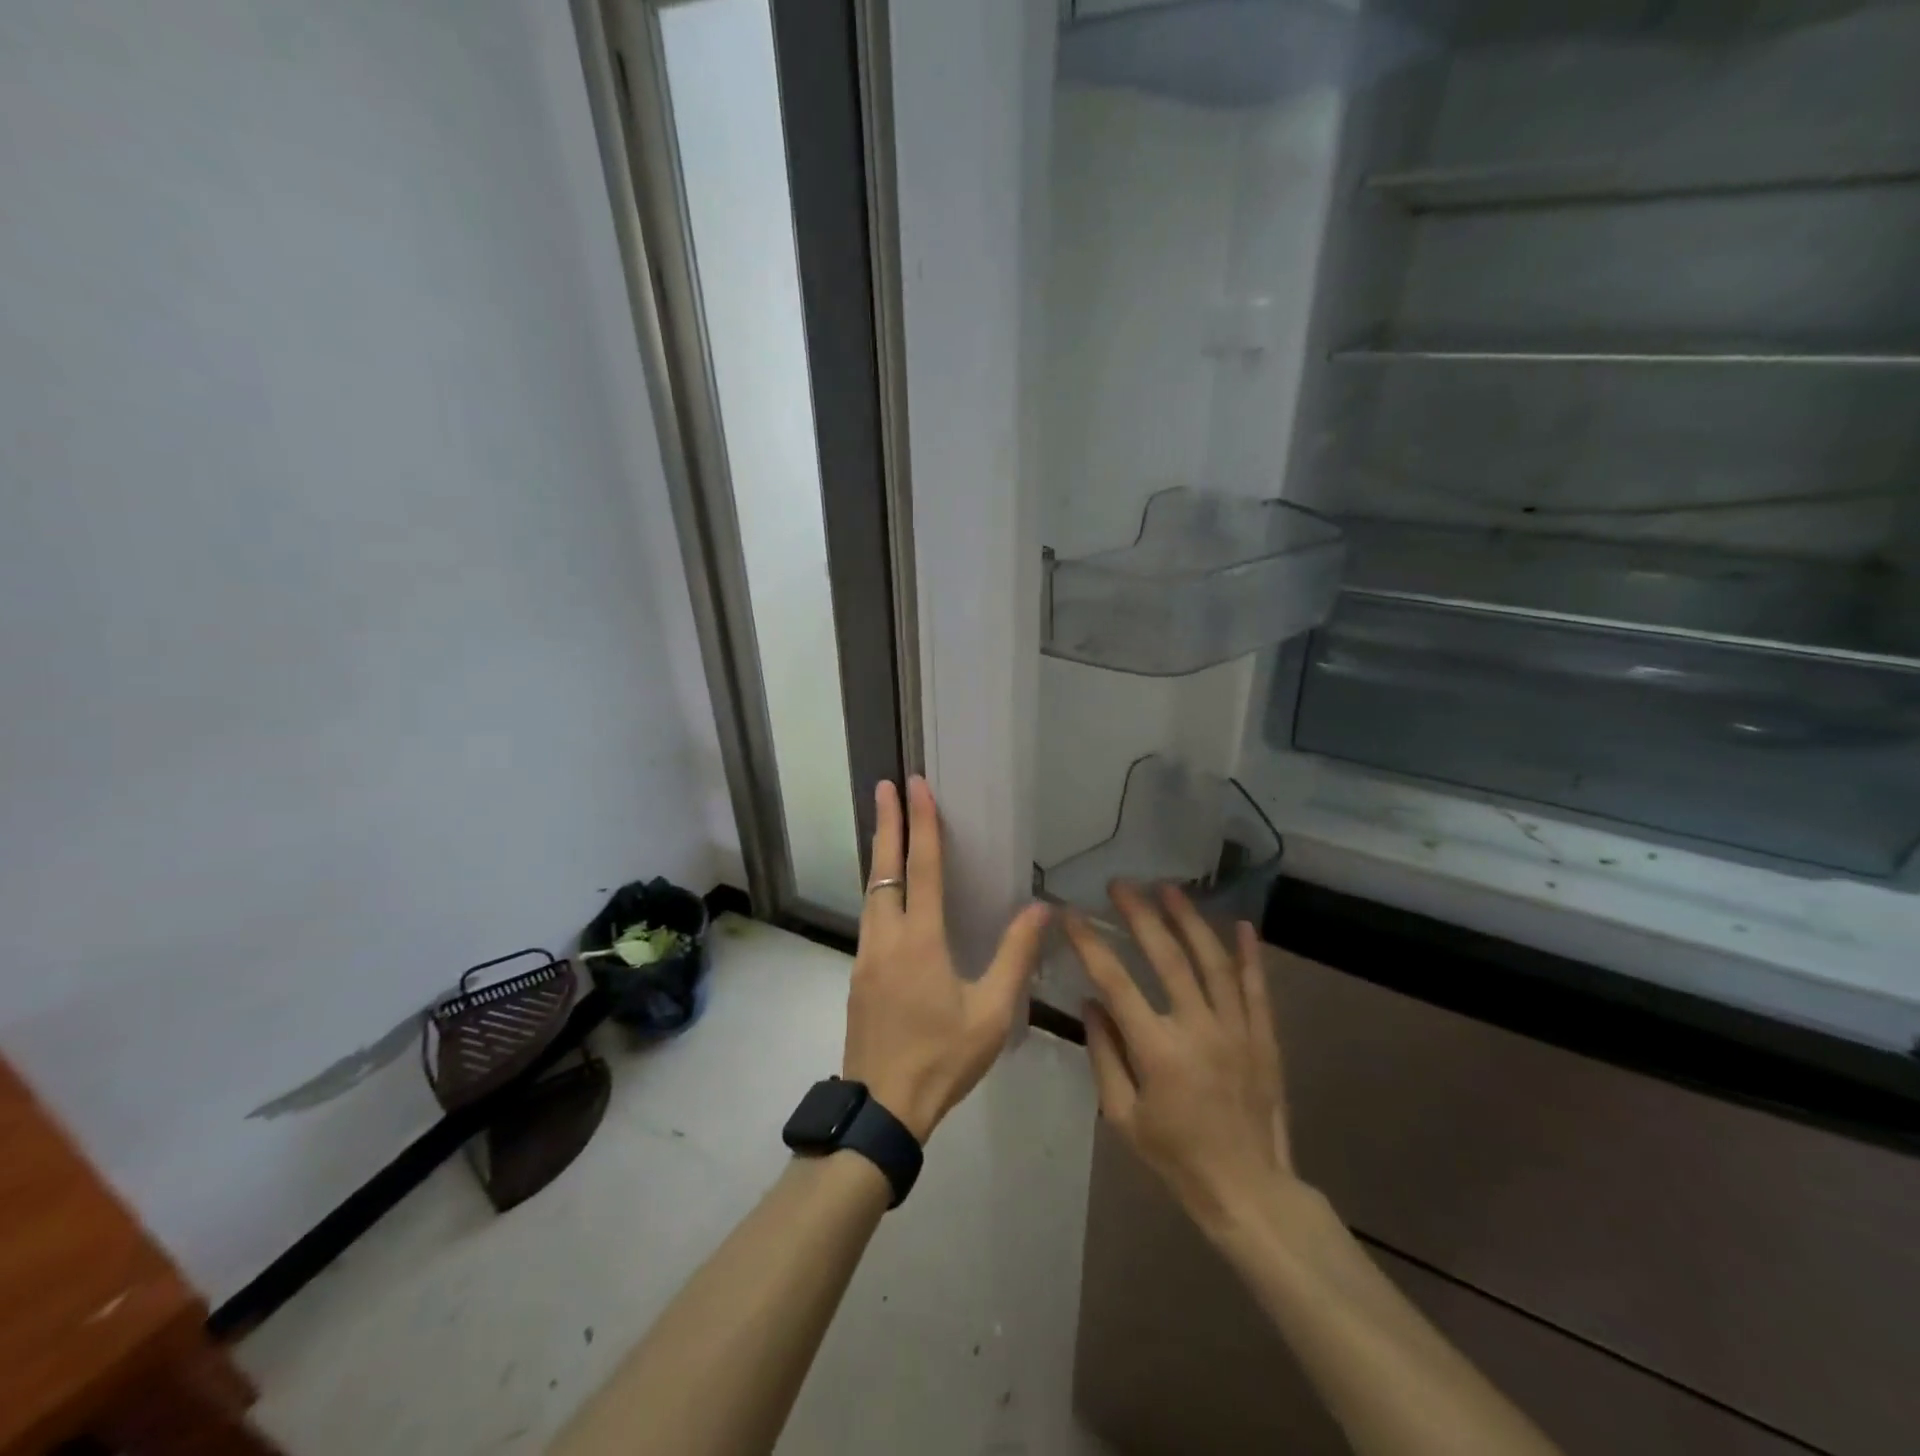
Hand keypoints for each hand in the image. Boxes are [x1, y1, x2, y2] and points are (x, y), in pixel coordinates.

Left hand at [842, 777, 1050, 1142]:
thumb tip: (1042, 909)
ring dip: (879, 854)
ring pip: (871, 891)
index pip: (922, 868)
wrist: (880, 1108)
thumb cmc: (942, 1059)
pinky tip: (886, 892)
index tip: (916, 787)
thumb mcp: (991, 1013)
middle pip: (884, 869)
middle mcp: (887, 937)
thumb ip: (1016, 956)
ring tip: (886, 826)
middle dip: (887, 823)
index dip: (923, 824)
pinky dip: (877, 887)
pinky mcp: (858, 974)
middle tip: (885, 785)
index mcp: (920, 941)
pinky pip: (868, 915)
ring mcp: (866, 955)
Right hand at [1067, 882, 1302, 1241]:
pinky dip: (1251, 954)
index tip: (1071, 914)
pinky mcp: (1264, 1037)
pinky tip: (1243, 924)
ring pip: (1214, 962)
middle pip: (1167, 958)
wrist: (1249, 1190)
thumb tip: (1090, 1003)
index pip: (1115, 982)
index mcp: (1158, 1051)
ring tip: (1169, 889)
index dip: (1090, 944)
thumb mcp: (1123, 1116)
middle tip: (1121, 884)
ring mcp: (1237, 1030)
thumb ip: (1103, 1055)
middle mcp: (1198, 1029)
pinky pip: (1257, 988)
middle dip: (1141, 915)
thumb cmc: (1176, 1156)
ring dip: (1190, 920)